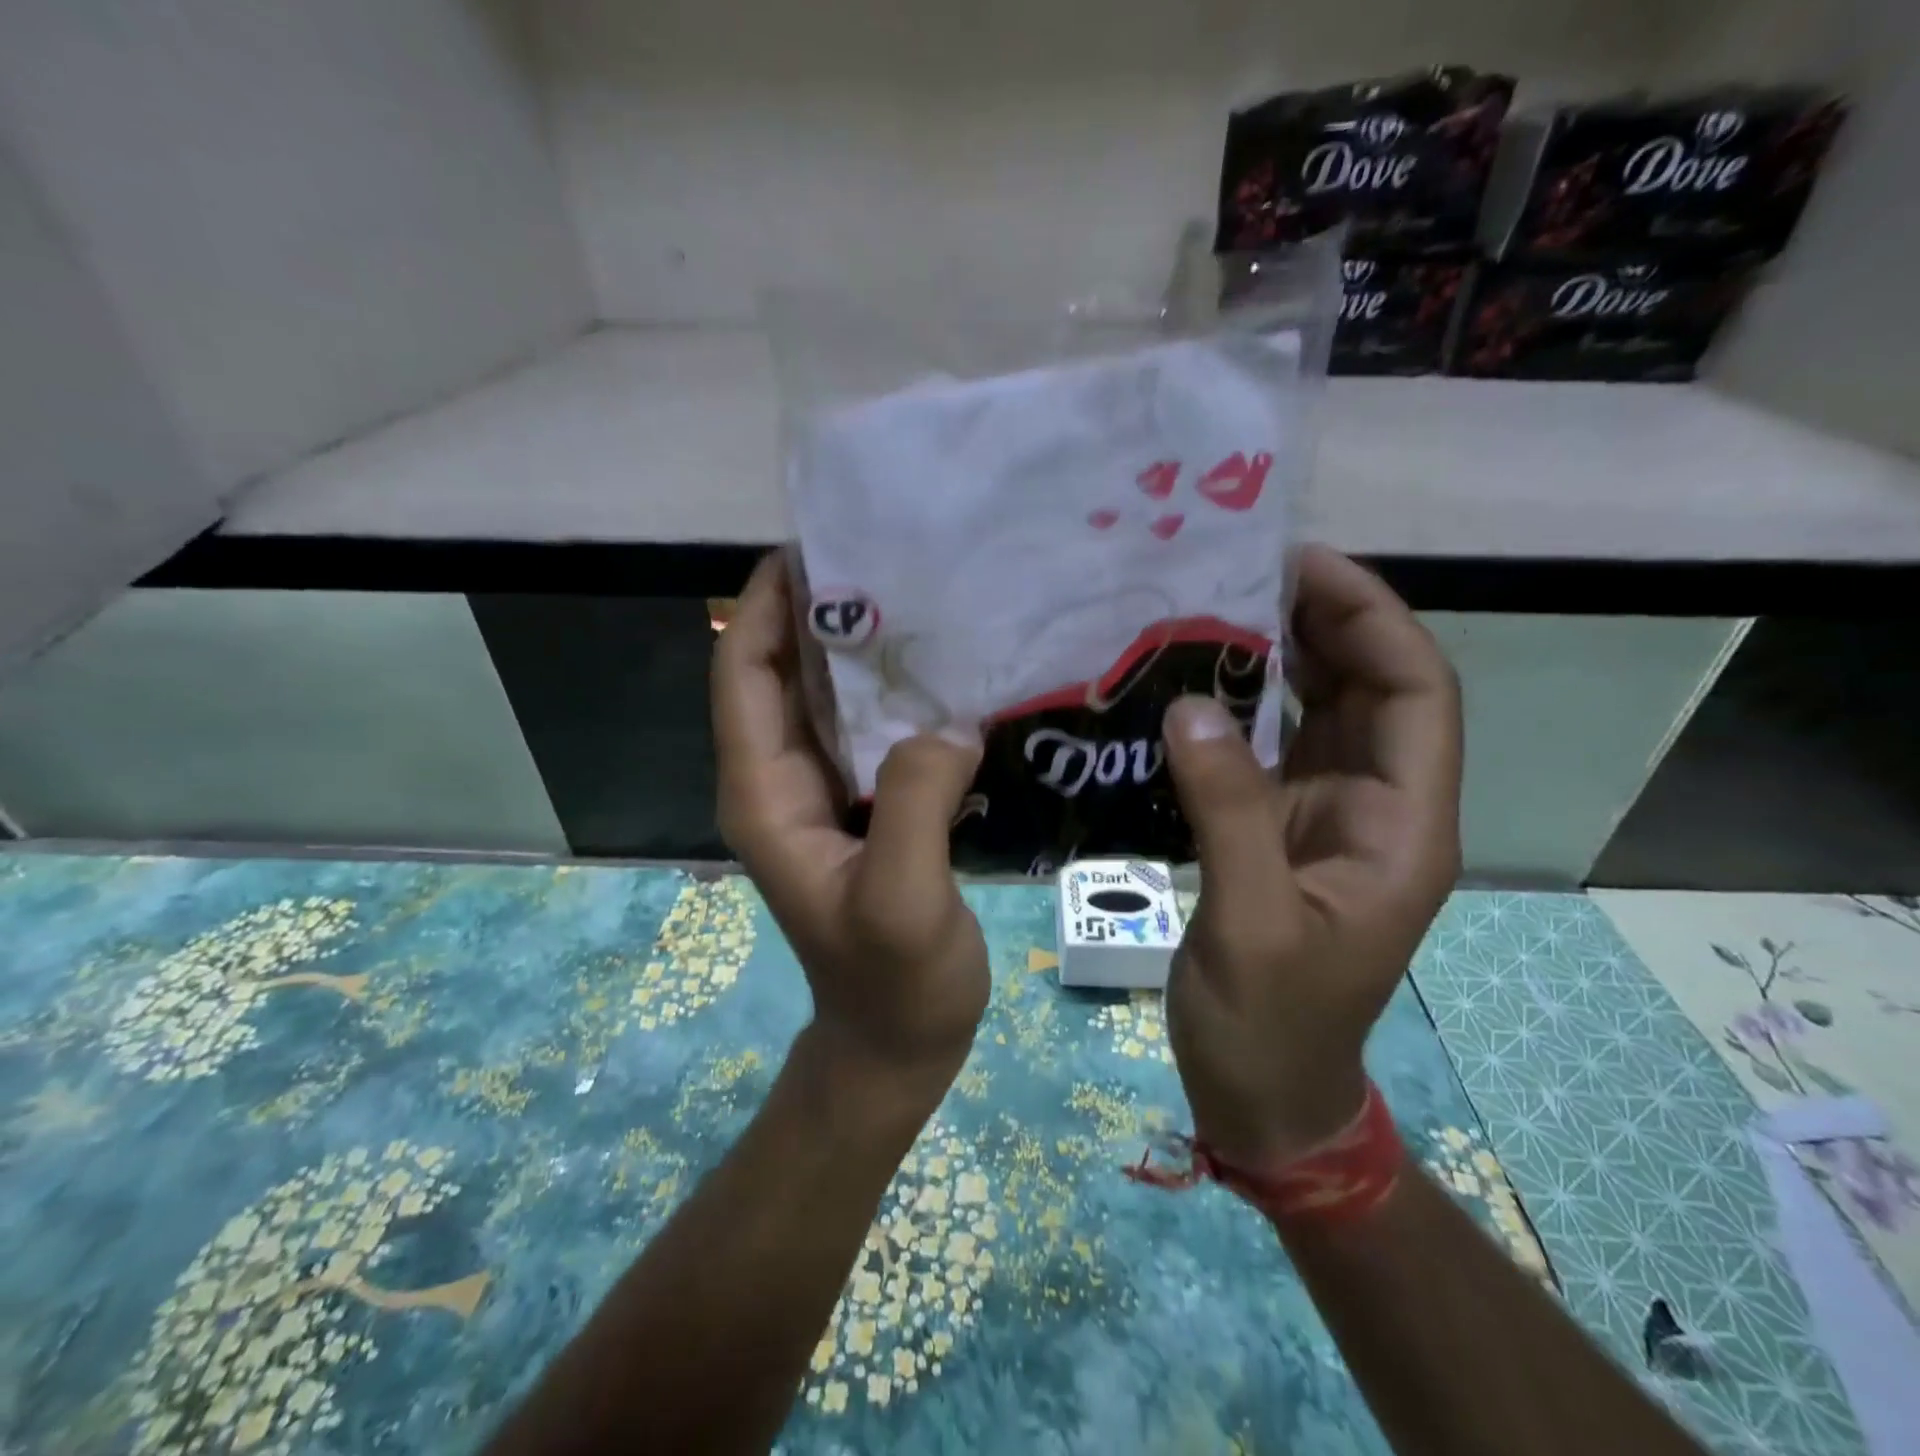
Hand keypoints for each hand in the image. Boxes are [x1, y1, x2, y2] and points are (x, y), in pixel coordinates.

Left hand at [712, 554, 989, 1101]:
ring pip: (824, 697)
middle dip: (816, 611)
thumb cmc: (895, 982)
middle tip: (885, 556)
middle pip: (780, 673)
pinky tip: (942, 667)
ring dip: (857, 646)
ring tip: (918, 593)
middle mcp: (779, 782)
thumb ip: (913, 805)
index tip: (814, 548)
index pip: (743, 676)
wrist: (895, 1041)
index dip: (765, 607)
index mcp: (765, 795)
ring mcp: (819, 793)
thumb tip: (947, 721)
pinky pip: (866, 728)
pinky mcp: (859, 804)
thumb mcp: (903, 901)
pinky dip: (891, 690)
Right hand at [1161, 546, 1462, 1169]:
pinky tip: (1195, 679)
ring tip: (1217, 606)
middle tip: (1246, 571)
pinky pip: (1270, 746)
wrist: (1265, 1093)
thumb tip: (1190, 709)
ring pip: (1320, 712)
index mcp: (1401, 826)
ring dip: (1281, 657)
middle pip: (1371, 690)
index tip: (1306, 567)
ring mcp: (1325, 816)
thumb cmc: (1272, 1023)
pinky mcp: (1279, 828)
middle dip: (1325, 622)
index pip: (1416, 695)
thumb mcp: (1254, 922)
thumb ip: (1230, 813)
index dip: (1374, 621)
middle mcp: (1376, 807)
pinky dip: (1241, 705)